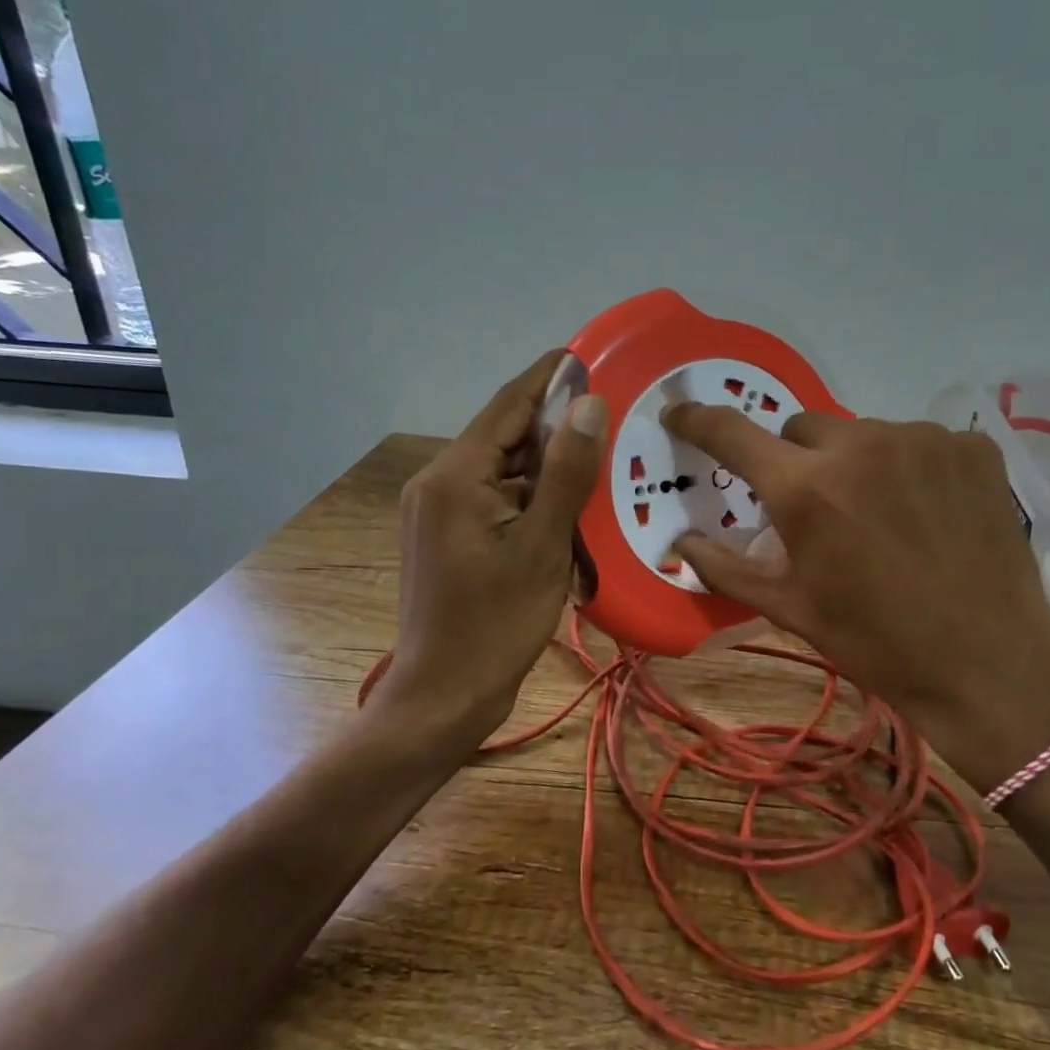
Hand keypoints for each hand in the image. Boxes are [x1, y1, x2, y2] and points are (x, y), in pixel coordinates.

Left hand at [383, 351, 607, 738]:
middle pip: (504, 437)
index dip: (548, 377)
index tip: (589, 354)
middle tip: (611, 416)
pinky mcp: (446, 537)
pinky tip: (568, 507)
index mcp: (455, 476)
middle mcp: (438, 482)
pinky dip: (530, 498)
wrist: (444, 695)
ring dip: (546, 467)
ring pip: (502, 471)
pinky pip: (495, 500)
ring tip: (600, 460)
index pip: (508, 406)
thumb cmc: (496, 624)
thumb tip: (587, 403)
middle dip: (555, 427)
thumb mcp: (542, 546)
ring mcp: (438, 512)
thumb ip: (566, 473)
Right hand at [662, 406, 1049, 784]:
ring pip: (862, 433)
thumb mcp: (790, 610)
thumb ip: (726, 569)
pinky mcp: (972, 447)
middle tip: (816, 510)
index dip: (697, 419)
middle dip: (796, 462)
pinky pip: (917, 441)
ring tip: (880, 516)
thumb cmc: (876, 643)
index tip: (678, 412)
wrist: (989, 664)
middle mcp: (861, 445)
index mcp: (806, 489)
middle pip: (802, 428)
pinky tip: (927, 512)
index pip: (733, 433)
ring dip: (855, 464)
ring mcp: (923, 440)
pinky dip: (909, 467)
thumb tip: (681, 544)